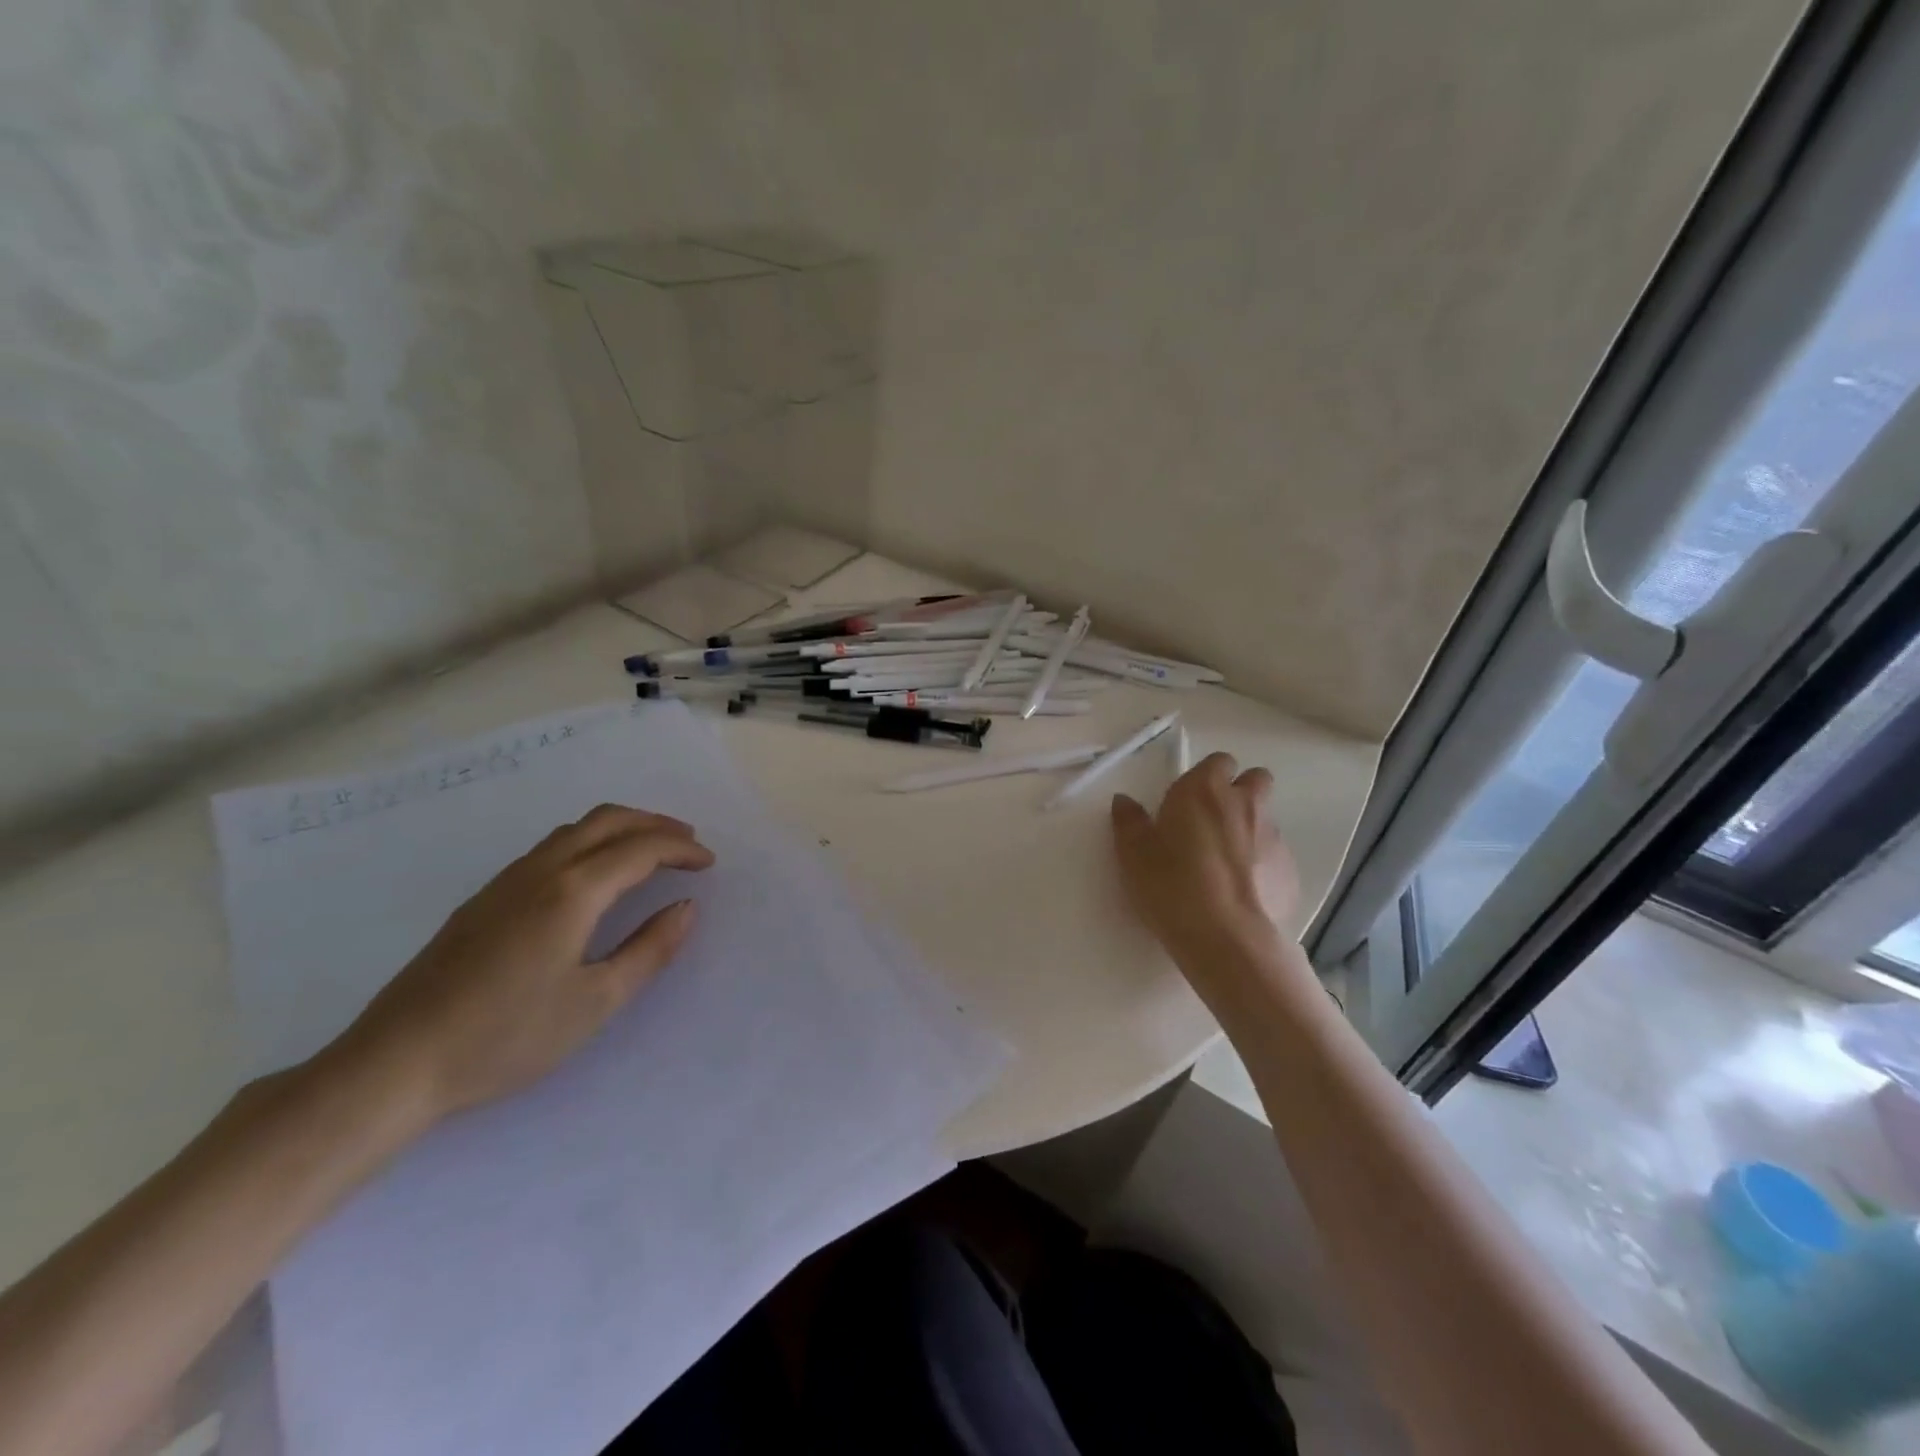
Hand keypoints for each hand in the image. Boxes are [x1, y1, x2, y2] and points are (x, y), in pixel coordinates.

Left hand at [321, 805, 714, 1130]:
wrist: (395, 1064)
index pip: (640, 848)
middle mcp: (541, 871)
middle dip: (655, 824)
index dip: (681, 850)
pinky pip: (551, 847)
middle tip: (688, 842)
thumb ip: (649, 950)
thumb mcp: (595, 1003)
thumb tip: (686, 907)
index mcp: (573, 892)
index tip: (709, 863)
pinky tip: (594, 876)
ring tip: (650, 852)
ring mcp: (506, 881)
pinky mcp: (483, 899)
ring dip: (621, 828)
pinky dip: (590, 842)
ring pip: (575, 829)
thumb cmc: (506, 1038)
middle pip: (607, 820)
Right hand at [1111, 754, 1301, 998]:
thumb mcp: (1134, 854)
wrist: (1226, 938)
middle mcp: (1245, 803)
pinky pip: (1275, 856)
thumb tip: (1124, 801)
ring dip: (1250, 830)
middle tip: (1214, 822)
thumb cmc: (1172, 885)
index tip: (1189, 800)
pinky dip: (1262, 865)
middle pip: (1256, 780)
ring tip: (1225, 865)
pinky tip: (1241, 892)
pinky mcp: (1291, 870)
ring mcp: (1274, 836)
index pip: (1218, 761)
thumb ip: (1129, 821)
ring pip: (1266, 819)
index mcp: (1204, 790)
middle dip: (1241, 792)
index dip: (1207, 777)